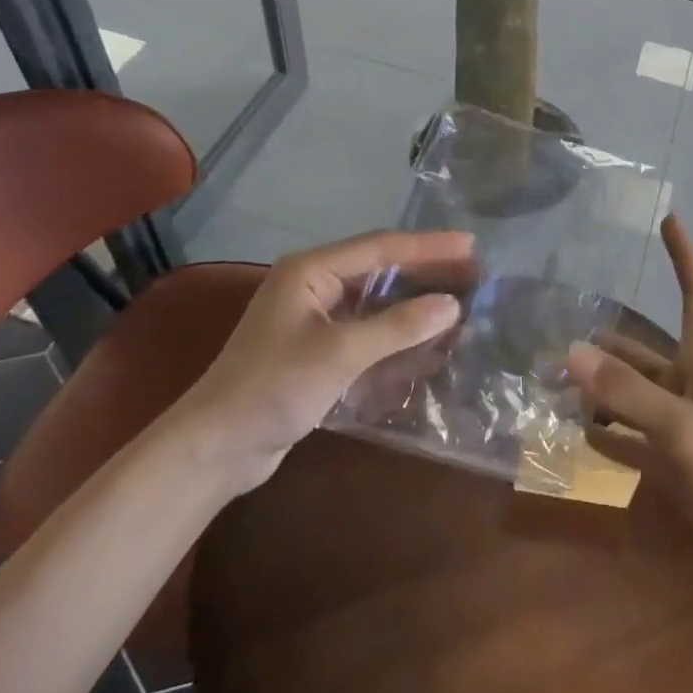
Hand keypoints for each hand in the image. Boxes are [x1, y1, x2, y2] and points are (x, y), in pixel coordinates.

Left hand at [168, 229, 470, 492]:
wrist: (217, 447)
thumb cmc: (273, 389)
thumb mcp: (339, 354)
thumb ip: (398, 326)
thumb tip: (452, 304)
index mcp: (311, 270)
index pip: (381, 247)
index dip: (429, 246)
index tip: (471, 245)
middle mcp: (314, 284)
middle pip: (380, 267)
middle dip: (427, 269)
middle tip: (474, 271)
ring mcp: (315, 316)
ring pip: (376, 298)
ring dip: (415, 299)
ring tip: (459, 297)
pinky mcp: (318, 346)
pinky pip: (368, 326)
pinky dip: (397, 328)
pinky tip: (426, 335)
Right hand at [569, 216, 692, 567]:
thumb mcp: (684, 430)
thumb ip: (628, 395)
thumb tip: (571, 352)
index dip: (684, 257)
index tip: (670, 219)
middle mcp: (691, 388)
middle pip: (645, 353)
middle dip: (607, 343)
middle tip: (558, 334)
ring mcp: (682, 429)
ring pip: (633, 397)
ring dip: (599, 389)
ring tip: (554, 381)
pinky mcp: (675, 467)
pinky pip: (632, 441)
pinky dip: (606, 435)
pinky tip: (577, 433)